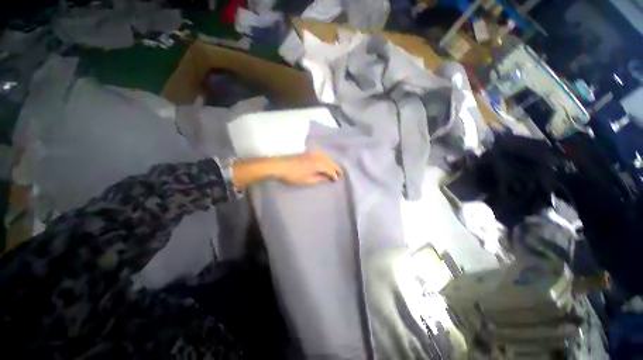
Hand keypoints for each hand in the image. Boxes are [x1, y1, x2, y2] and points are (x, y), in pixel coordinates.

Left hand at [275, 151, 342, 185]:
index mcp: (318, 164)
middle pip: (329, 162)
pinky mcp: (307, 153)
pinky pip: (320, 155)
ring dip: (331, 163)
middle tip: (340, 173)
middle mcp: (317, 157)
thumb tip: (326, 178)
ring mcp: (312, 154)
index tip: (336, 180)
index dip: (334, 175)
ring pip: (325, 157)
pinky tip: (325, 161)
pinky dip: (325, 158)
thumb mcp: (307, 180)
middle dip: (335, 168)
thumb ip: (318, 178)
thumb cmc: (293, 175)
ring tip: (334, 168)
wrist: (280, 166)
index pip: (329, 170)